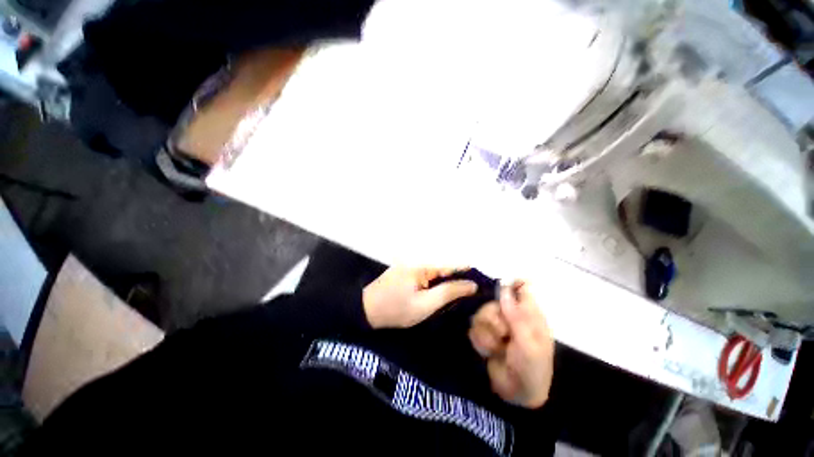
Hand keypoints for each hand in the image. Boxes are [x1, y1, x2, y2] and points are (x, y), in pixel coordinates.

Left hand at [363, 267, 477, 328]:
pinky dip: (439, 282)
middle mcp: (419, 259)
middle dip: (460, 278)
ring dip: (450, 280)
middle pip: (446, 266)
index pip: (453, 264)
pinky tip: (445, 291)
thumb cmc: (396, 309)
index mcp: (423, 264)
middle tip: (475, 292)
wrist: (366, 310)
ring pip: (438, 270)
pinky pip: (429, 273)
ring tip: (464, 293)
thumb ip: (448, 292)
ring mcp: (412, 263)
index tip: (483, 282)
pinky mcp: (408, 270)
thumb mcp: (425, 305)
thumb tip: (471, 284)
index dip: (469, 272)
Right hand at [468, 282, 553, 408]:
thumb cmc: (531, 368)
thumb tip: (505, 287)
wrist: (517, 395)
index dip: (511, 285)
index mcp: (529, 315)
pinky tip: (489, 352)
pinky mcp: (484, 335)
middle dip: (494, 319)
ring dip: (487, 334)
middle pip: (493, 302)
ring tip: (497, 348)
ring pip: (480, 315)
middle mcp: (511, 316)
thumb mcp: (528, 344)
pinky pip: (474, 328)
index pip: (522, 288)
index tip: (501, 291)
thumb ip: (516, 315)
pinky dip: (481, 342)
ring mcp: (496, 326)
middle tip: (503, 334)